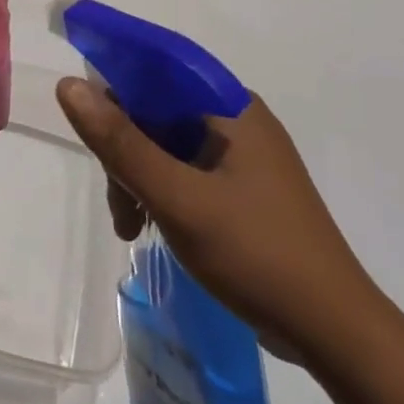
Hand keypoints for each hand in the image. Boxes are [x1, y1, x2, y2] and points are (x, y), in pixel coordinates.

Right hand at [55, 79, 381, 363]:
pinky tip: (147, 227)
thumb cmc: (256, 254)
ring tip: (130, 225)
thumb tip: (68, 85)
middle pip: (156, 110)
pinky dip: (158, 192)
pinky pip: (182, 170)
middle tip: (119, 199)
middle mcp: (236, 121)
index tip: (89, 128)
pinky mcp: (241, 190)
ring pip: (164, 144)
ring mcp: (241, 158)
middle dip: (124, 149)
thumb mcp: (178, 198)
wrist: (335, 334)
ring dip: (136, 176)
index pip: (156, 69)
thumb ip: (121, 142)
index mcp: (230, 107)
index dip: (115, 86)